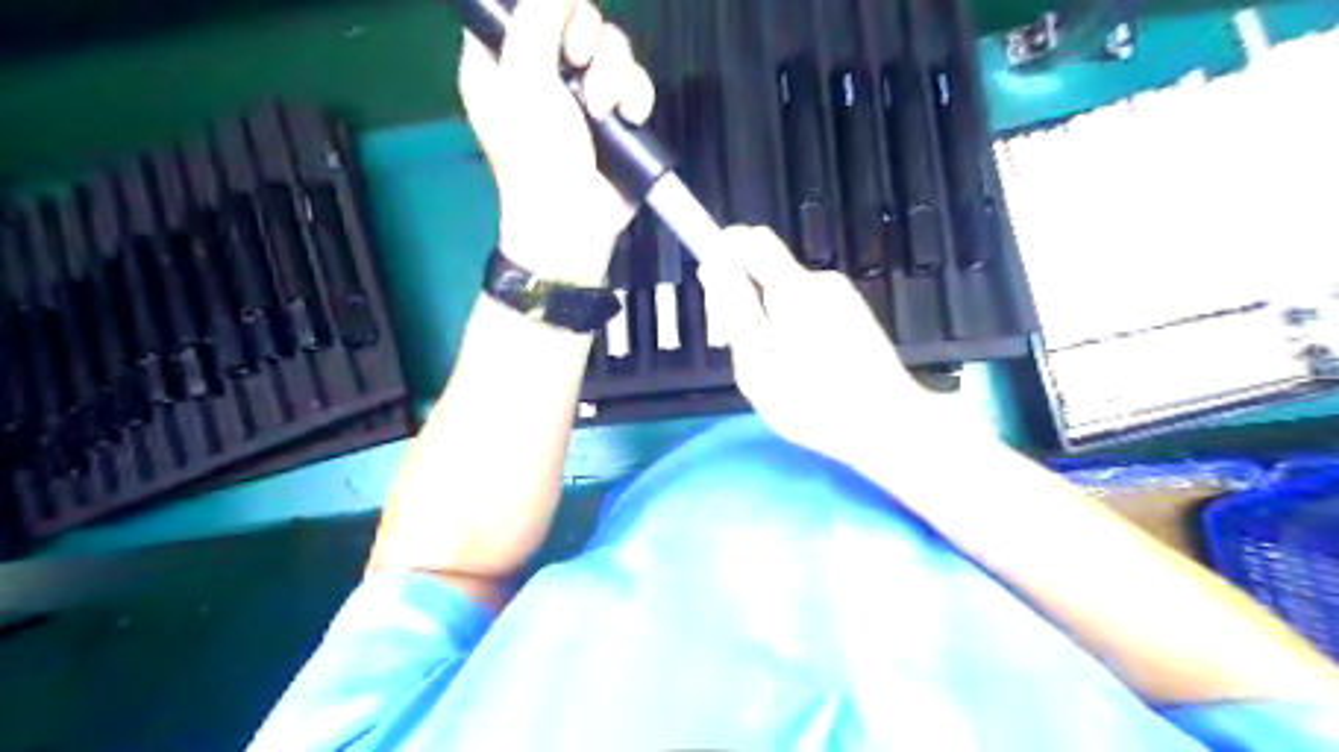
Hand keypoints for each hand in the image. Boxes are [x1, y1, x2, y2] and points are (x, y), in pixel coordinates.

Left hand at [454, 0, 654, 284]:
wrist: (575, 219)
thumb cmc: (537, 154)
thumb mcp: (524, 80)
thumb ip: (536, 19)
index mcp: (503, 61)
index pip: (521, 7)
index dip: (545, 7)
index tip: (556, 23)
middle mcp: (542, 72)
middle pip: (576, 17)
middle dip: (587, 39)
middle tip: (579, 63)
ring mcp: (583, 95)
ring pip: (611, 48)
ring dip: (614, 73)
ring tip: (604, 110)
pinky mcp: (616, 116)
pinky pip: (635, 81)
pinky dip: (637, 96)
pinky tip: (628, 118)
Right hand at [701, 227, 974, 466]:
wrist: (890, 425)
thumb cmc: (816, 408)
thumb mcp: (757, 370)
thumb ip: (734, 315)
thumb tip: (714, 269)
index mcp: (794, 291)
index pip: (747, 241)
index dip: (722, 256)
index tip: (715, 294)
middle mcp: (819, 281)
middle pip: (763, 266)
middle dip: (742, 298)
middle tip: (742, 348)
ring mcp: (840, 293)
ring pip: (783, 290)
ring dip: (767, 318)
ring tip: (776, 366)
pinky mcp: (852, 308)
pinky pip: (805, 303)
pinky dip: (792, 325)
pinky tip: (802, 364)